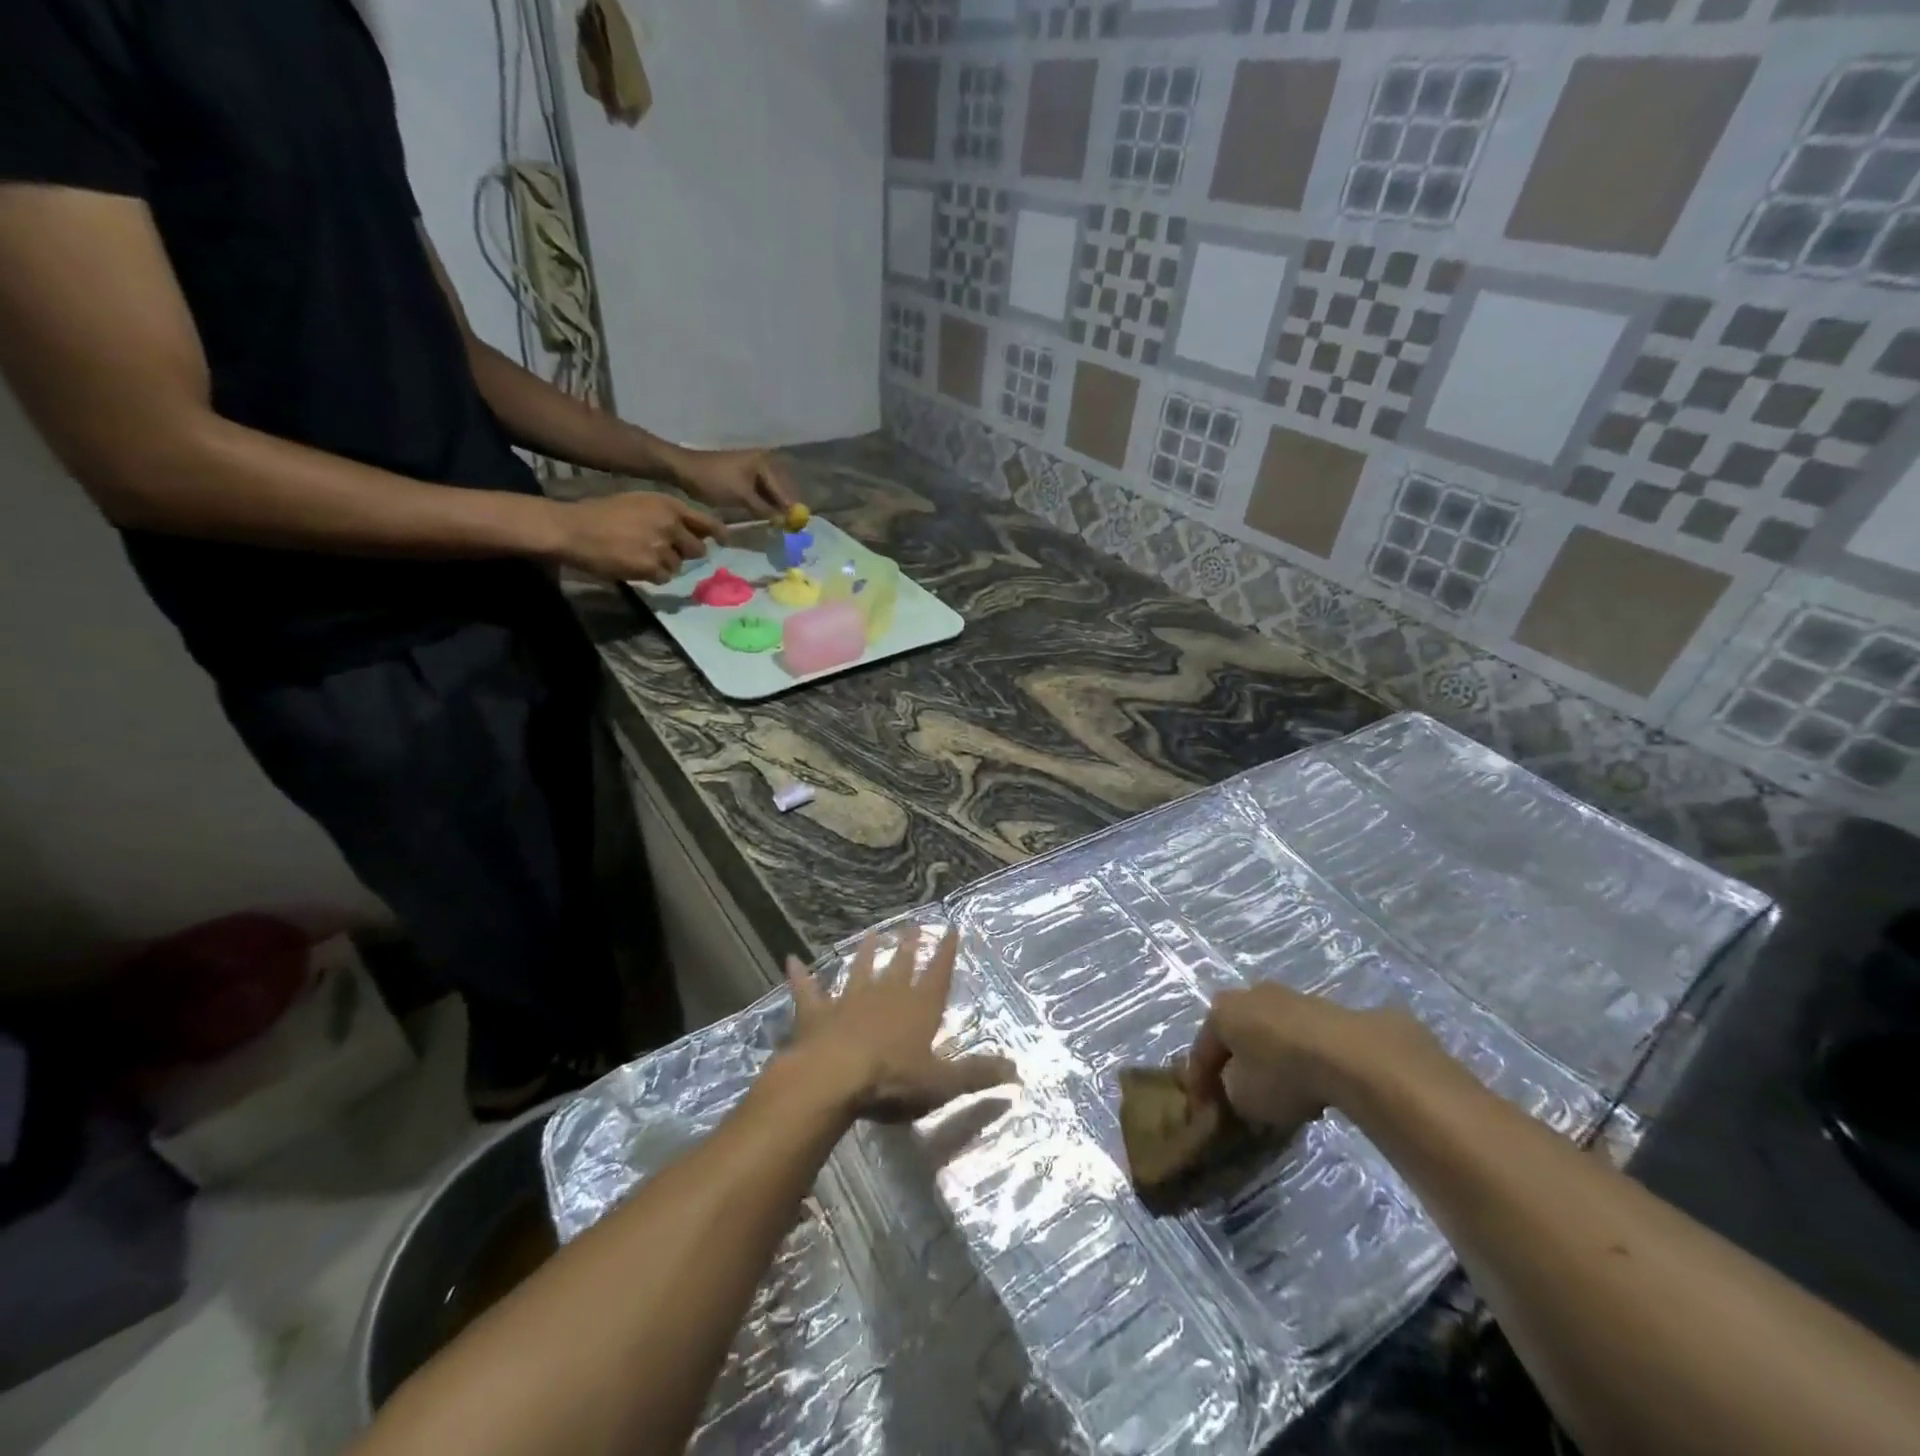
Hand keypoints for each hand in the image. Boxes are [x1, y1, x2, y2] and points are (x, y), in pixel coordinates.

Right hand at [549, 491, 723, 583]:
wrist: (574, 528)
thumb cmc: (602, 513)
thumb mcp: (640, 503)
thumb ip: (668, 515)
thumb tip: (696, 533)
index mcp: (668, 505)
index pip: (705, 521)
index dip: (718, 532)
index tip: (725, 540)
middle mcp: (670, 524)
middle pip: (697, 549)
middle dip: (685, 553)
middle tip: (665, 552)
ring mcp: (661, 546)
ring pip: (678, 565)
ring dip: (665, 565)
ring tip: (640, 555)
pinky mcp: (651, 566)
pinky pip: (664, 577)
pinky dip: (652, 575)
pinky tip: (634, 565)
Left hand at [673, 447, 797, 519]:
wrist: (683, 469)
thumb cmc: (714, 480)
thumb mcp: (742, 497)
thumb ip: (766, 510)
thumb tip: (785, 523)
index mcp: (765, 463)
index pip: (784, 491)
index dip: (791, 510)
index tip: (797, 528)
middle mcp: (763, 463)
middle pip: (781, 491)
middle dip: (785, 509)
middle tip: (790, 529)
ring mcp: (753, 469)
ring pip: (771, 494)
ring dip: (774, 509)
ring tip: (779, 527)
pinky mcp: (744, 477)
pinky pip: (760, 493)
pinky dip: (764, 505)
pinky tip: (766, 518)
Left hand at [785, 926, 1015, 1122]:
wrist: (834, 1078)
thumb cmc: (893, 1080)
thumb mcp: (943, 1083)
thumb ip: (978, 1074)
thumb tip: (1017, 1071)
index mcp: (918, 1007)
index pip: (938, 973)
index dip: (946, 952)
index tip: (951, 928)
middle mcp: (886, 994)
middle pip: (901, 965)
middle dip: (909, 946)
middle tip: (912, 926)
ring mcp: (849, 999)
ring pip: (860, 968)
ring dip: (866, 952)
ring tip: (872, 934)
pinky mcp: (816, 1012)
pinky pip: (807, 989)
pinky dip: (799, 975)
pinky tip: (791, 959)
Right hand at [1189, 984, 1429, 1136]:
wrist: (1350, 1054)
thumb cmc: (1281, 1073)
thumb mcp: (1242, 1098)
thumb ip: (1229, 1092)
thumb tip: (1236, 1089)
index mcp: (1220, 1011)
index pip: (1202, 1050)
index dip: (1200, 1083)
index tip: (1203, 1110)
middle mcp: (1248, 994)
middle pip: (1236, 1036)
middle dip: (1236, 1064)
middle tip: (1239, 1095)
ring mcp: (1288, 996)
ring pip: (1269, 1034)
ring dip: (1270, 1061)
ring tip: (1281, 1095)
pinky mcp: (1323, 1007)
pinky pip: (1299, 1037)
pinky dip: (1298, 1059)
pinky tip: (1310, 1084)